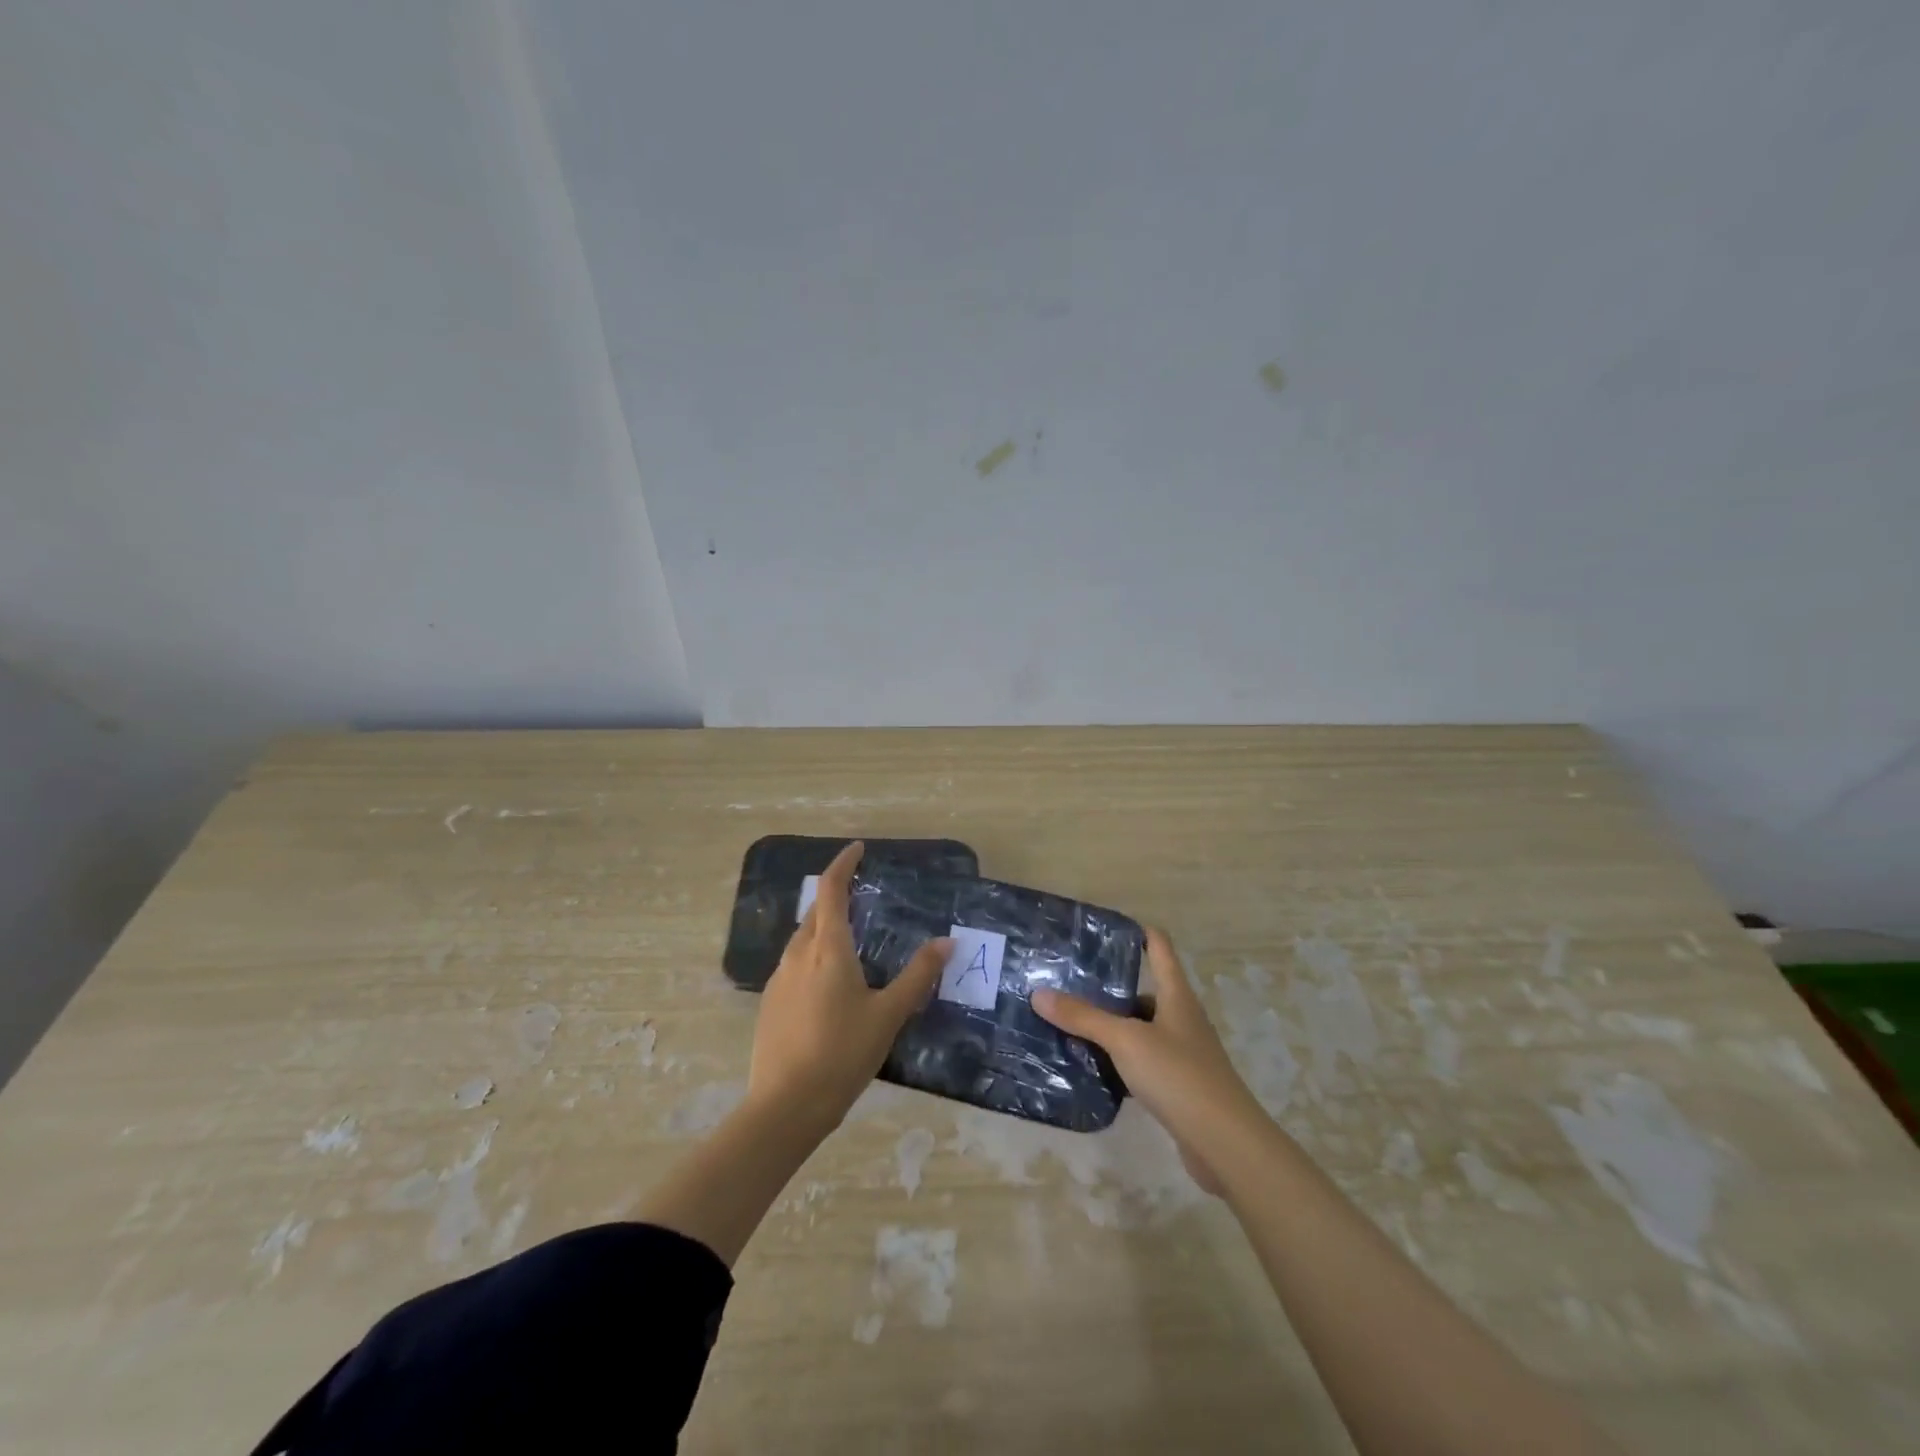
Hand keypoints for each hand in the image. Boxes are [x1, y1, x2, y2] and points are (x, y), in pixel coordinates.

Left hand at [748, 842, 951, 1134]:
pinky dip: (813, 955)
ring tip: (850, 939)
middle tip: (861, 895)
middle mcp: (798, 955)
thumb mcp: (888, 1015)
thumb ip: (918, 976)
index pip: (830, 890)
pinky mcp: (771, 1003)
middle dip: (835, 895)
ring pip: (802, 939)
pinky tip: (829, 983)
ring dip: (823, 927)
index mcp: (828, 950)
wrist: (785, 1107)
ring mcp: (779, 980)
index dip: (843, 864)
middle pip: (815, 912)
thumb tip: (947, 942)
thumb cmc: (842, 1054)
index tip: (858, 849)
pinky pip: (794, 964)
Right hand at [1033, 928, 1256, 1195]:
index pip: (1158, 947)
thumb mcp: (1125, 1041)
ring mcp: (1182, 1053)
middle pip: (1143, 990)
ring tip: (1069, 1024)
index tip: (1100, 929)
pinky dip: (1118, 1061)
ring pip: (1139, 1029)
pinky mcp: (1178, 1085)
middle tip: (1066, 984)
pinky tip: (1092, 1068)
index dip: (1135, 931)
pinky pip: (1141, 1062)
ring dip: (1110, 1027)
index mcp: (1176, 995)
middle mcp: (1181, 1017)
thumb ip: (1083, 1017)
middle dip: (1108, 987)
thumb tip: (1039, 993)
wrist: (1226, 1144)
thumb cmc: (1178, 1076)